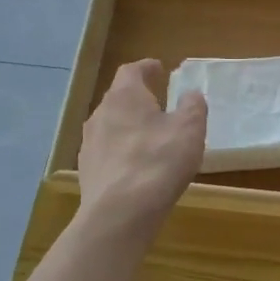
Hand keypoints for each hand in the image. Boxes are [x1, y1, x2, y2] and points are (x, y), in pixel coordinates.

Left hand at [77, 60, 206, 233]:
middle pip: (118, 97)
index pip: (131, 70)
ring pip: (110, 125)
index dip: (146, 68)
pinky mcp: (87, 170)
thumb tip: (190, 94)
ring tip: (148, 137)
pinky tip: (135, 167)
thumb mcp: (189, 129)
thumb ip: (192, 106)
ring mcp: (89, 143)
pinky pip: (106, 151)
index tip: (159, 69)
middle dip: (137, 98)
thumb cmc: (159, 161)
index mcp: (125, 95)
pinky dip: (121, 151)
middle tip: (158, 104)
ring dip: (128, 126)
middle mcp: (101, 113)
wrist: (120, 212)